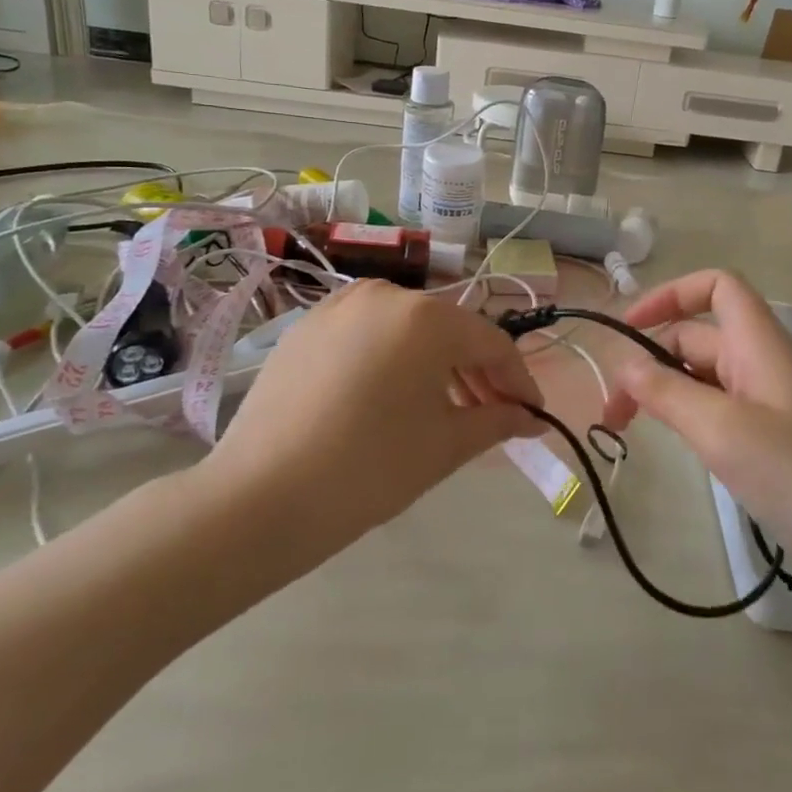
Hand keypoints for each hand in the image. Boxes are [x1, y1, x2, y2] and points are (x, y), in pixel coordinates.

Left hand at [200, 281, 544, 550]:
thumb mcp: (446, 445)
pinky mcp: (307, 326)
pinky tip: (391, 398)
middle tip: (492, 416)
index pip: (492, 343)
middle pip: (450, 332)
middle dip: (478, 373)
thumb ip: (497, 421)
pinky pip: (369, 335)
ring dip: (436, 365)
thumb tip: (530, 418)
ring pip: (408, 330)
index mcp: (427, 317)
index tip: (532, 415)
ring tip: (445, 410)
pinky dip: (393, 360)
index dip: (519, 380)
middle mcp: (386, 294)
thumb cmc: (370, 468)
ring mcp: (340, 306)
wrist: (259, 497)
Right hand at [604, 270, 791, 571]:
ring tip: (632, 432)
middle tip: (613, 414)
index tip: (628, 330)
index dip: (671, 295)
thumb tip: (623, 364)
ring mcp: (772, 404)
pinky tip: (680, 449)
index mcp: (759, 344)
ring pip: (706, 378)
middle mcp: (764, 364)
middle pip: (699, 337)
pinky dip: (692, 419)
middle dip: (651, 362)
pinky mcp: (777, 442)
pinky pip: (723, 412)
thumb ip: (667, 392)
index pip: (717, 287)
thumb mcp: (723, 430)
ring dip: (666, 393)